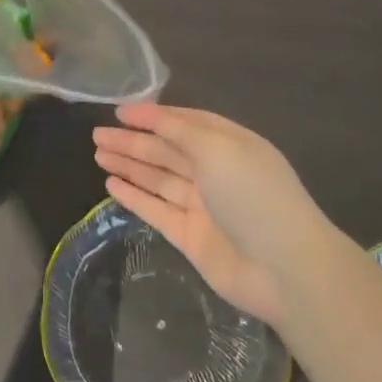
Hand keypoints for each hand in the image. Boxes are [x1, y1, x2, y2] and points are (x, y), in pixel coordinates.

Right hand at [93, 103, 326, 329]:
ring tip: (98, 154)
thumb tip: (148, 114)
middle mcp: (215, 171)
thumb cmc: (253, 194)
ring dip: (129, 165)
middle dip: (132, 141)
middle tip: (96, 135)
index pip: (184, 123)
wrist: (286, 269)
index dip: (152, 116)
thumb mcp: (217, 148)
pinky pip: (157, 211)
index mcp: (228, 144)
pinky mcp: (191, 238)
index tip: (119, 111)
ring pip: (158, 179)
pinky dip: (135, 197)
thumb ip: (179, 130)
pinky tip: (111, 185)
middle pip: (166, 151)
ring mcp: (203, 206)